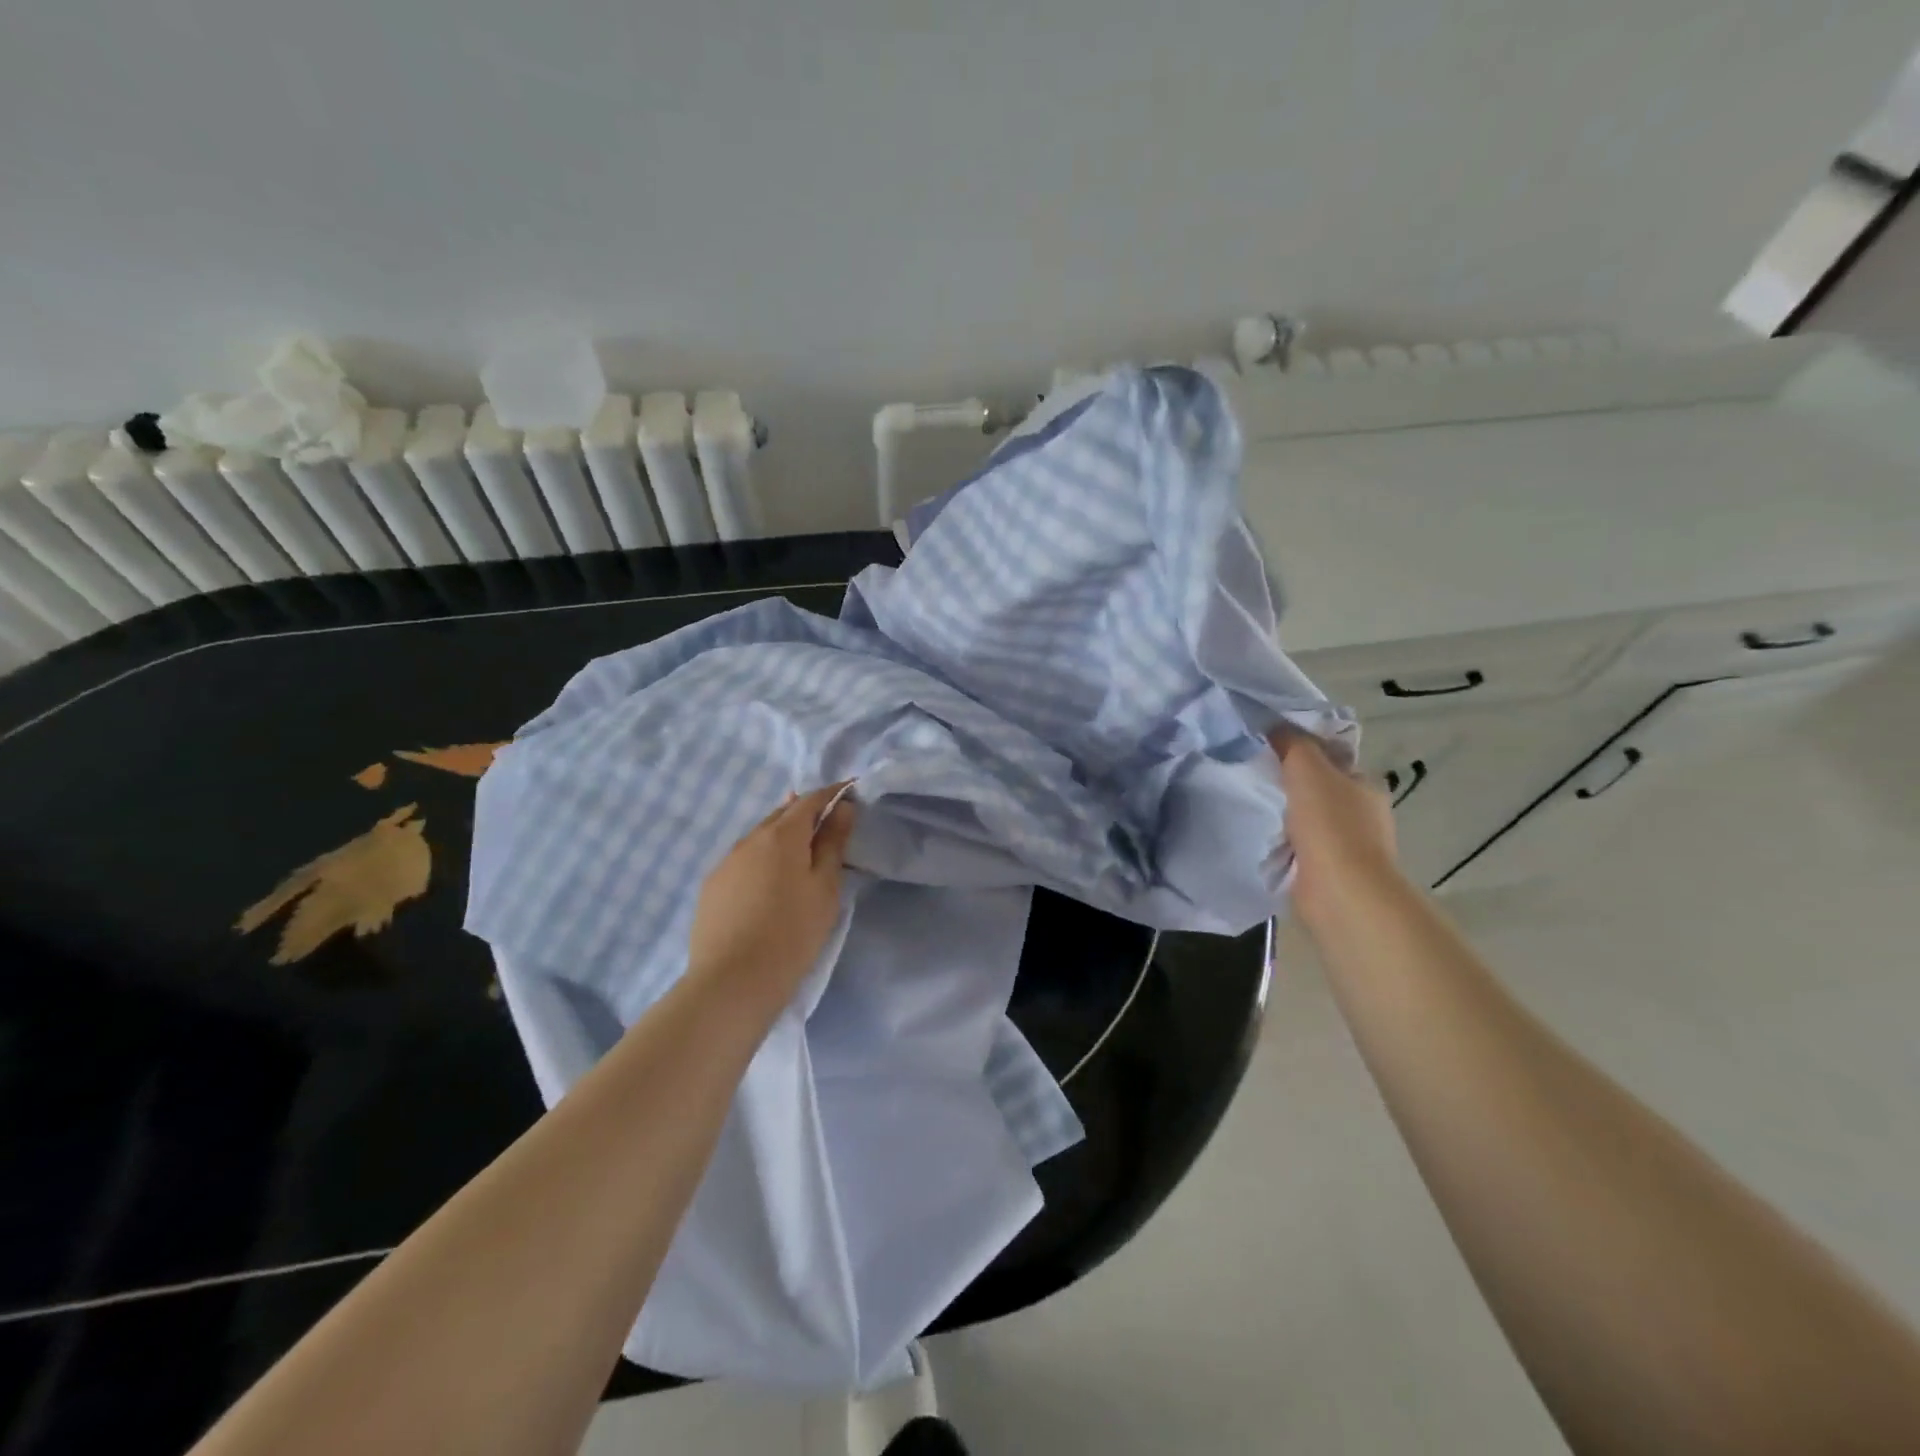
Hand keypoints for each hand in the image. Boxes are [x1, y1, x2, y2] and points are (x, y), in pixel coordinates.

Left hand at [686, 783, 857, 1006]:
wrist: (732, 982)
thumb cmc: (792, 933)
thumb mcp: (824, 888)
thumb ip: (833, 844)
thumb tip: (842, 808)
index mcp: (781, 835)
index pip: (810, 799)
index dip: (832, 793)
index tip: (852, 793)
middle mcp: (750, 838)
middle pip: (782, 813)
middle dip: (806, 811)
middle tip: (829, 823)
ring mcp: (726, 862)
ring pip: (760, 836)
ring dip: (782, 835)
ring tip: (801, 852)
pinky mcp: (712, 886)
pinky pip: (743, 859)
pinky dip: (763, 858)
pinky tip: (770, 880)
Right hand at [1271, 729, 1401, 932]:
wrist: (1340, 891)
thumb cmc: (1329, 824)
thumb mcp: (1308, 768)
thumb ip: (1292, 743)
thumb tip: (1275, 727)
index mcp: (1366, 784)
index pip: (1333, 758)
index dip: (1303, 751)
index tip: (1269, 750)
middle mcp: (1363, 812)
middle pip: (1320, 789)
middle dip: (1291, 785)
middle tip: (1255, 778)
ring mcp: (1349, 845)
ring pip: (1309, 819)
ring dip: (1286, 817)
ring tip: (1253, 809)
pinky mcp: (1331, 871)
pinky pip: (1301, 848)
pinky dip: (1285, 844)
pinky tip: (1264, 839)